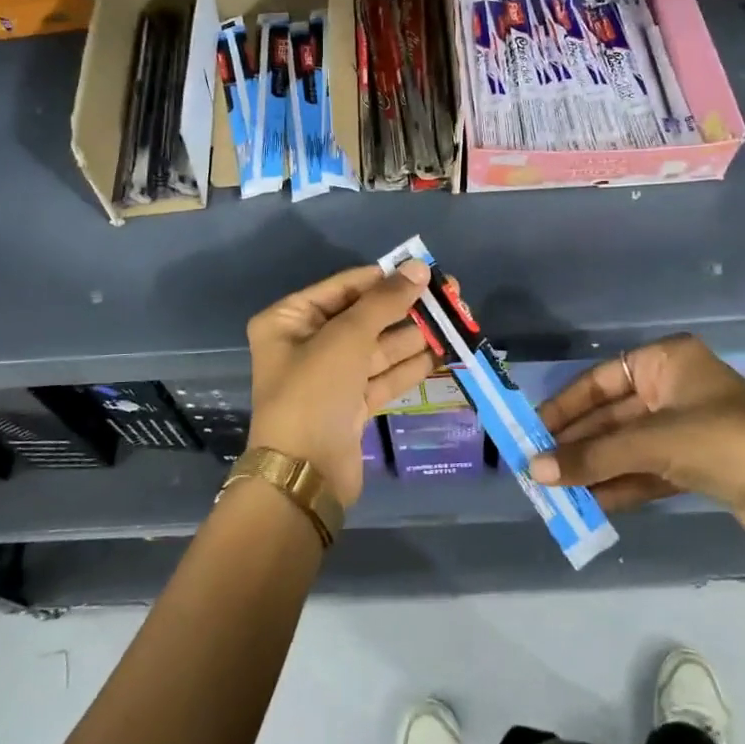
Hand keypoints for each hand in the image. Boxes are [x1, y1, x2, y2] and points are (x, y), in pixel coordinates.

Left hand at [245, 261, 432, 506]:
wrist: (304, 476)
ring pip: (378, 348)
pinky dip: (409, 366)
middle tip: (449, 296)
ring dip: (414, 336)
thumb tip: (417, 267)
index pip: (344, 287)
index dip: (384, 277)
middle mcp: (306, 344)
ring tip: (455, 321)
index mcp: (289, 319)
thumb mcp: (347, 337)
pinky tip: (443, 353)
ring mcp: (329, 377)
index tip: (424, 270)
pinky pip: (383, 376)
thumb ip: (384, 301)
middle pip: (364, 317)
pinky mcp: (351, 405)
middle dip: (405, 308)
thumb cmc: (315, 392)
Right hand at [529, 334, 744, 546]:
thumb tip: (534, 470)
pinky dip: (621, 484)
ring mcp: (689, 428)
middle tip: (539, 466)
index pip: (601, 380)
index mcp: (667, 361)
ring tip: (556, 490)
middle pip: (613, 415)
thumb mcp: (652, 444)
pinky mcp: (700, 465)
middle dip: (579, 443)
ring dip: (596, 467)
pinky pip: (648, 469)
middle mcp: (676, 388)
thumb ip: (592, 456)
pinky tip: (590, 503)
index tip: (533, 429)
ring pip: (629, 445)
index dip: (565, 406)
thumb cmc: (723, 442)